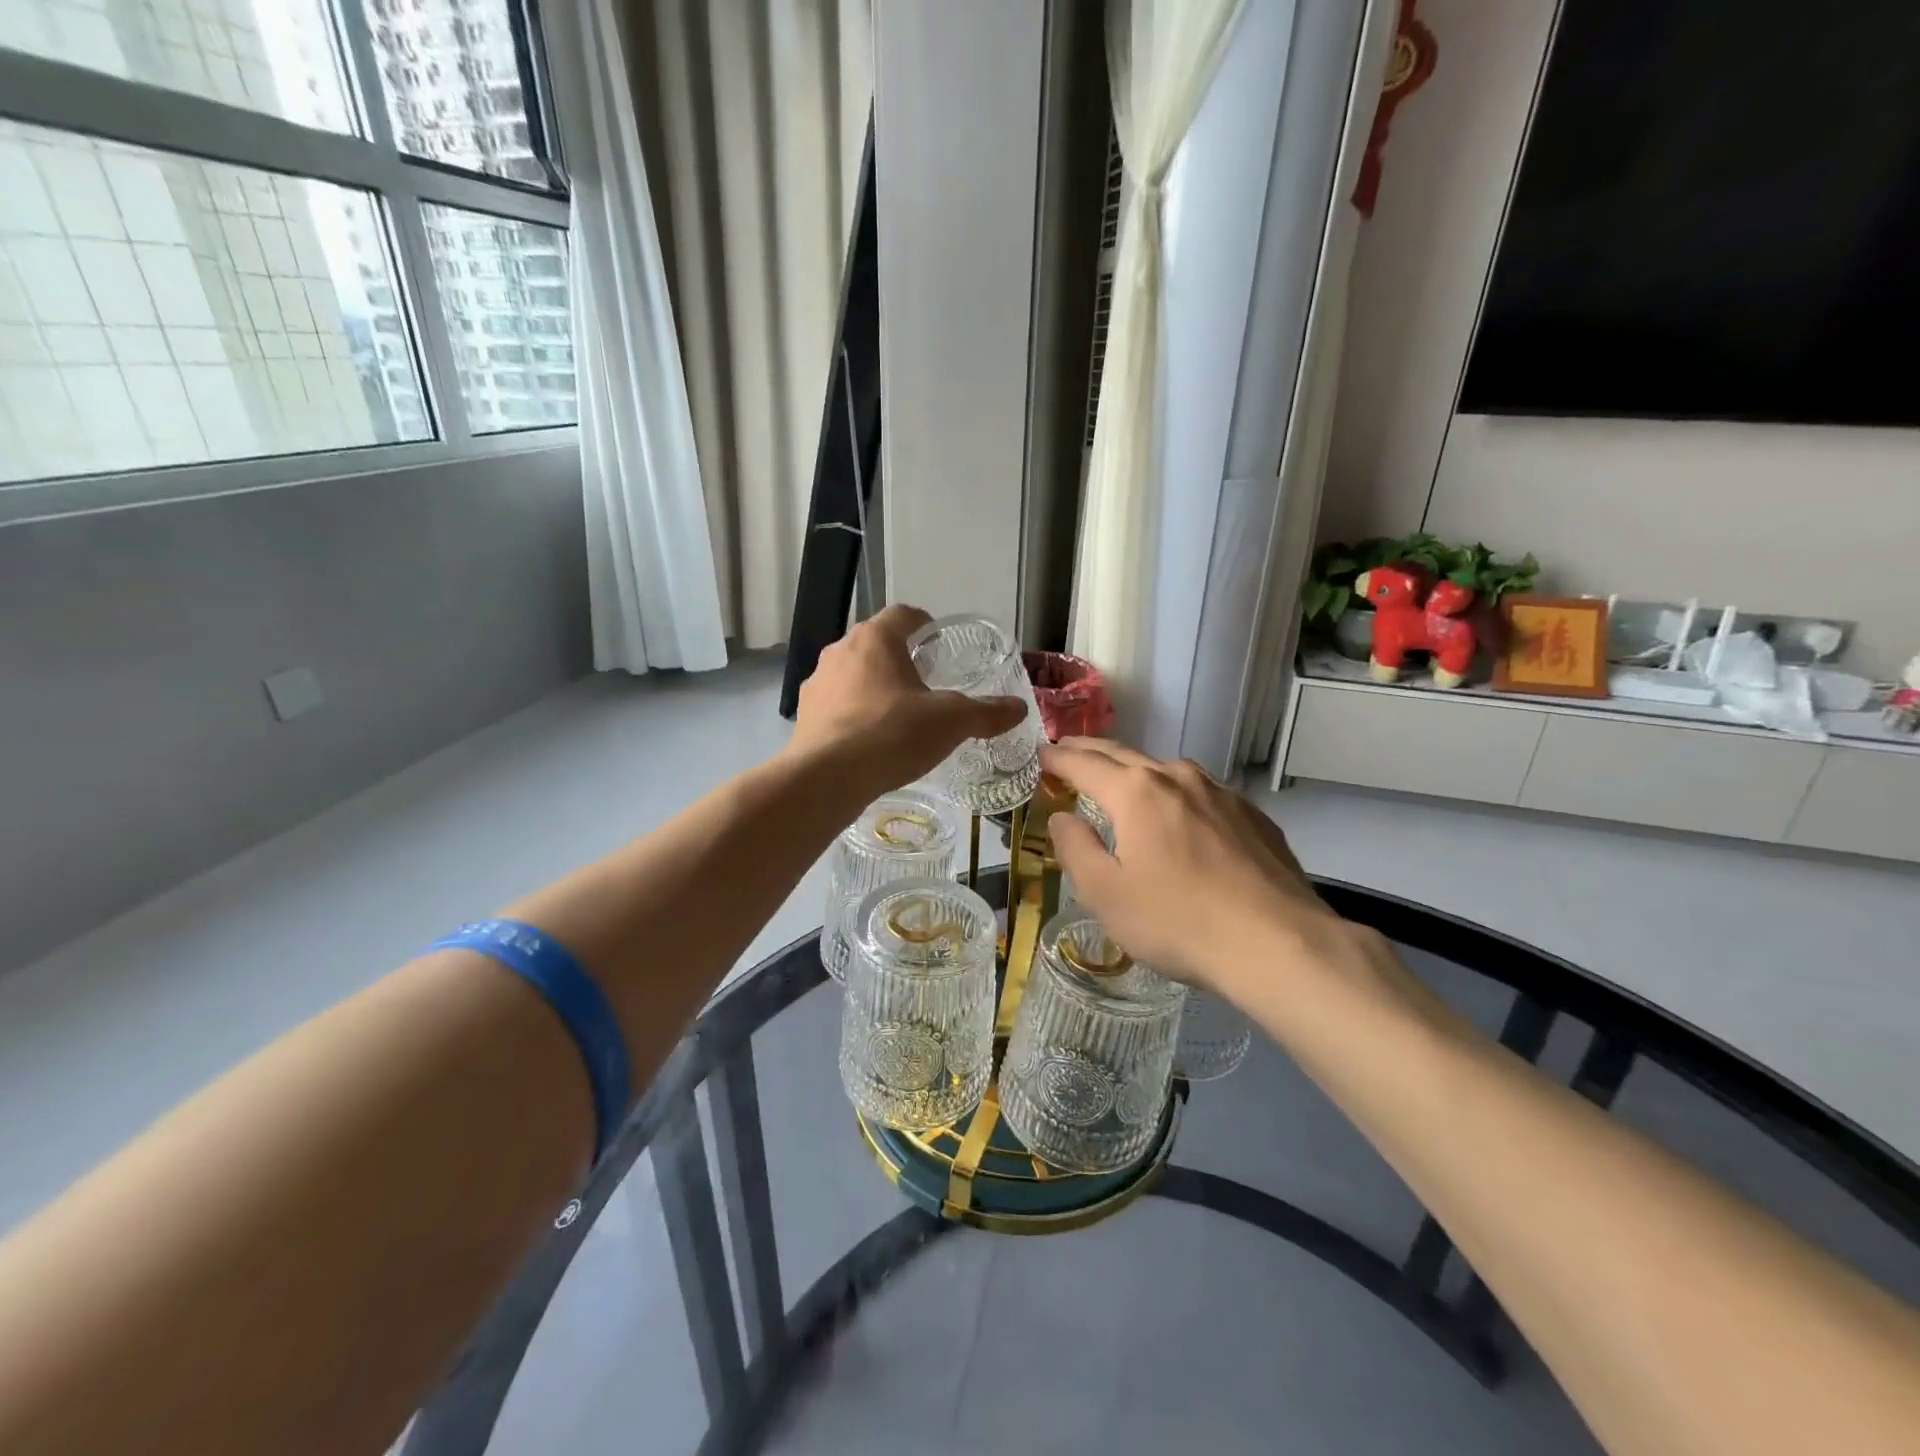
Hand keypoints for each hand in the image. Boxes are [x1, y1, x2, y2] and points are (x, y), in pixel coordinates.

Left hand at [789, 605, 1025, 796]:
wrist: (828, 778)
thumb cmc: (893, 734)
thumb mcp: (951, 722)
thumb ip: (986, 712)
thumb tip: (1019, 708)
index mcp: (875, 639)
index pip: (903, 615)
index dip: (924, 624)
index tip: (939, 643)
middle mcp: (840, 651)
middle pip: (875, 644)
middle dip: (900, 659)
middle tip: (926, 682)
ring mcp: (817, 683)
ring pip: (852, 674)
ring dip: (874, 686)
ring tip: (898, 714)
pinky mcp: (804, 715)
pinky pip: (836, 705)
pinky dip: (854, 714)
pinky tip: (870, 740)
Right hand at [1042, 739, 1352, 995]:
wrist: (1278, 943)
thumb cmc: (1178, 921)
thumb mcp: (1106, 894)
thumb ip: (1075, 849)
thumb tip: (1062, 818)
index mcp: (1136, 792)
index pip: (1084, 764)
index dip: (1057, 759)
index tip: (1039, 755)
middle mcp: (1177, 778)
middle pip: (1124, 754)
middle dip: (1090, 752)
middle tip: (1067, 750)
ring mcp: (1220, 793)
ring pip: (1167, 770)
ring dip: (1136, 769)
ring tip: (1121, 779)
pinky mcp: (1252, 814)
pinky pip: (1201, 793)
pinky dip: (1176, 793)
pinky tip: (1180, 814)